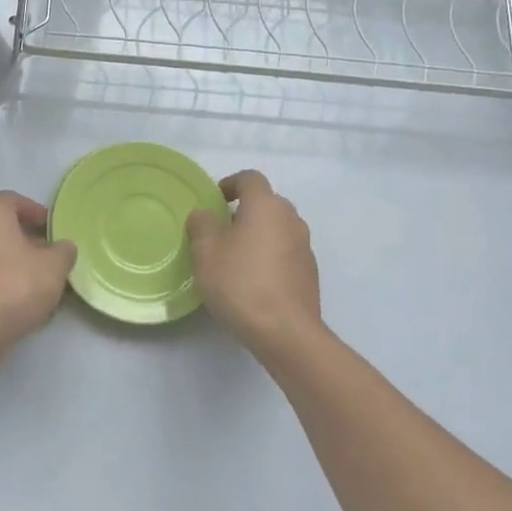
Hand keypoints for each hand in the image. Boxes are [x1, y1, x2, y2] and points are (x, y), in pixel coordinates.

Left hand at [0, 191, 77, 364]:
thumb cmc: (18, 282)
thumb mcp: (55, 265)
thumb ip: (63, 251)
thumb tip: (64, 247)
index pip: (11, 199)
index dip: (33, 209)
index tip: (50, 226)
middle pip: (1, 227)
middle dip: (25, 238)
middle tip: (48, 252)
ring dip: (15, 261)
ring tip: (39, 279)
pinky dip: (3, 280)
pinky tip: (22, 299)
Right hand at [186, 170, 323, 353]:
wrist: (286, 332)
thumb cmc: (241, 283)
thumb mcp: (205, 252)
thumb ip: (201, 224)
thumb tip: (205, 214)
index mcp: (266, 205)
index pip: (250, 178)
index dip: (230, 184)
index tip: (214, 201)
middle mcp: (291, 219)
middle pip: (266, 202)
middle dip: (243, 211)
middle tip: (220, 232)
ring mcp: (305, 246)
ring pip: (277, 228)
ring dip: (257, 235)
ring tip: (235, 259)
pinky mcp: (310, 272)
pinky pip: (285, 252)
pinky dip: (269, 257)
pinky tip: (253, 281)